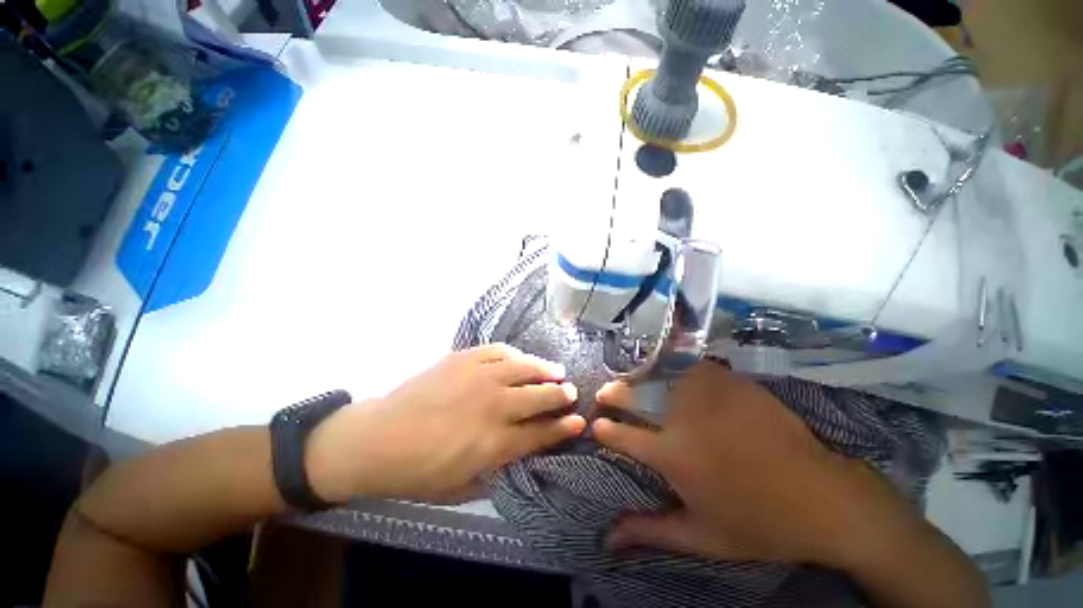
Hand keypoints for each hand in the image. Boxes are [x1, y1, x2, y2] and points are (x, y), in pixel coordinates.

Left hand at [307, 344, 586, 503]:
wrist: (375, 438)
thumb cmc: (417, 472)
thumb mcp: (462, 488)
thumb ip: (497, 471)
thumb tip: (520, 454)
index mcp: (494, 442)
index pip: (540, 432)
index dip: (563, 428)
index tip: (579, 421)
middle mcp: (493, 405)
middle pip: (538, 396)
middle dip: (560, 395)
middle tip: (572, 392)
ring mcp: (478, 376)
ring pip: (523, 368)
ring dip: (545, 370)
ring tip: (557, 371)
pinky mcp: (462, 358)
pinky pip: (498, 350)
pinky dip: (515, 354)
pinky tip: (522, 358)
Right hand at [592, 361, 927, 568]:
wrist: (823, 499)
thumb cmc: (759, 524)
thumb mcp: (701, 537)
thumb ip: (650, 531)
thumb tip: (608, 538)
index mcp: (674, 455)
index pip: (623, 435)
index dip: (605, 429)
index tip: (597, 425)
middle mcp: (683, 418)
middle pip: (634, 395)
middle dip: (613, 393)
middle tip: (605, 394)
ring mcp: (709, 394)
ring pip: (660, 373)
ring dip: (640, 376)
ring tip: (633, 380)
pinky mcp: (731, 382)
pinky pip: (692, 366)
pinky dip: (675, 366)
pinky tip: (673, 372)